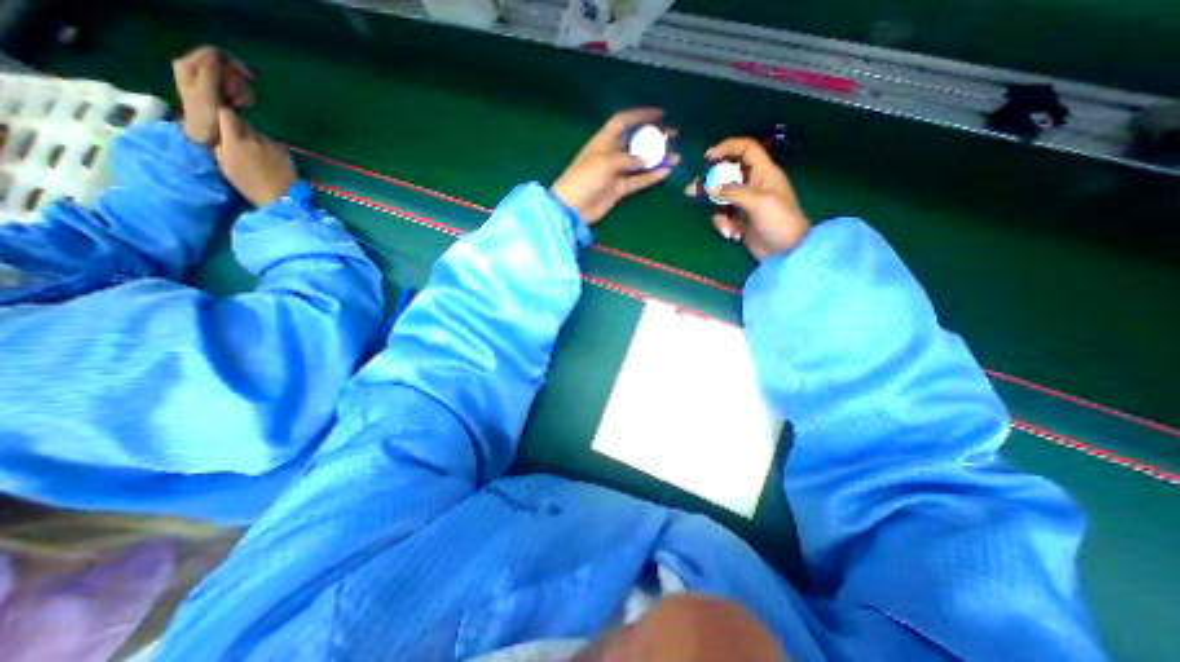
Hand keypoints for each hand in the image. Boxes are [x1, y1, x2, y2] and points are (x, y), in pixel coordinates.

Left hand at [173, 43, 255, 145]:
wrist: (206, 136)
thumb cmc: (205, 117)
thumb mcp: (206, 94)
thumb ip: (210, 73)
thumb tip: (218, 56)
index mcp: (189, 66)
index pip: (215, 53)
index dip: (233, 64)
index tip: (249, 79)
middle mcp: (197, 70)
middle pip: (227, 66)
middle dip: (238, 82)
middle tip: (239, 98)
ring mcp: (210, 82)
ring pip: (234, 79)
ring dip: (242, 92)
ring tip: (239, 105)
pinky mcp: (220, 93)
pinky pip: (237, 89)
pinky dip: (243, 97)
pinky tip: (241, 106)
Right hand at [214, 110, 299, 205]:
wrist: (282, 197)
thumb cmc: (249, 185)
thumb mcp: (224, 164)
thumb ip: (219, 145)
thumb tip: (219, 135)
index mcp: (236, 140)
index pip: (227, 114)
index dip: (223, 117)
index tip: (221, 125)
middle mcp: (255, 139)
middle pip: (244, 122)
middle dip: (238, 128)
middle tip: (237, 141)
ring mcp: (273, 145)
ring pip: (258, 133)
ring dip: (254, 138)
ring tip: (254, 153)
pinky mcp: (286, 152)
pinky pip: (272, 143)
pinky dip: (268, 147)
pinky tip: (269, 159)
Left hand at [550, 107, 676, 224]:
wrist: (573, 207)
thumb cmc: (584, 178)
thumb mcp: (604, 162)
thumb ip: (627, 158)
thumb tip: (646, 158)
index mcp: (604, 141)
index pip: (623, 121)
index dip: (640, 115)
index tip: (660, 113)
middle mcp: (612, 154)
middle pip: (636, 141)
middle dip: (654, 137)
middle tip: (673, 136)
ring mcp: (617, 173)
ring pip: (641, 163)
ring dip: (657, 159)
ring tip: (676, 156)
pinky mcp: (620, 189)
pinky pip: (638, 180)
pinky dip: (651, 177)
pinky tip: (665, 172)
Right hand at [683, 136, 812, 260]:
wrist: (787, 252)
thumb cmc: (780, 221)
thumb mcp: (759, 203)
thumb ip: (733, 192)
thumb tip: (708, 187)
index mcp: (764, 172)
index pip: (746, 149)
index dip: (727, 148)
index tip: (708, 157)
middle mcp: (753, 184)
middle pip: (726, 174)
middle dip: (709, 183)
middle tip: (691, 190)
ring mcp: (745, 203)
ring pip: (720, 197)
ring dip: (717, 212)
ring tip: (724, 226)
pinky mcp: (739, 219)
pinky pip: (722, 215)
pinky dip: (723, 224)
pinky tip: (732, 234)